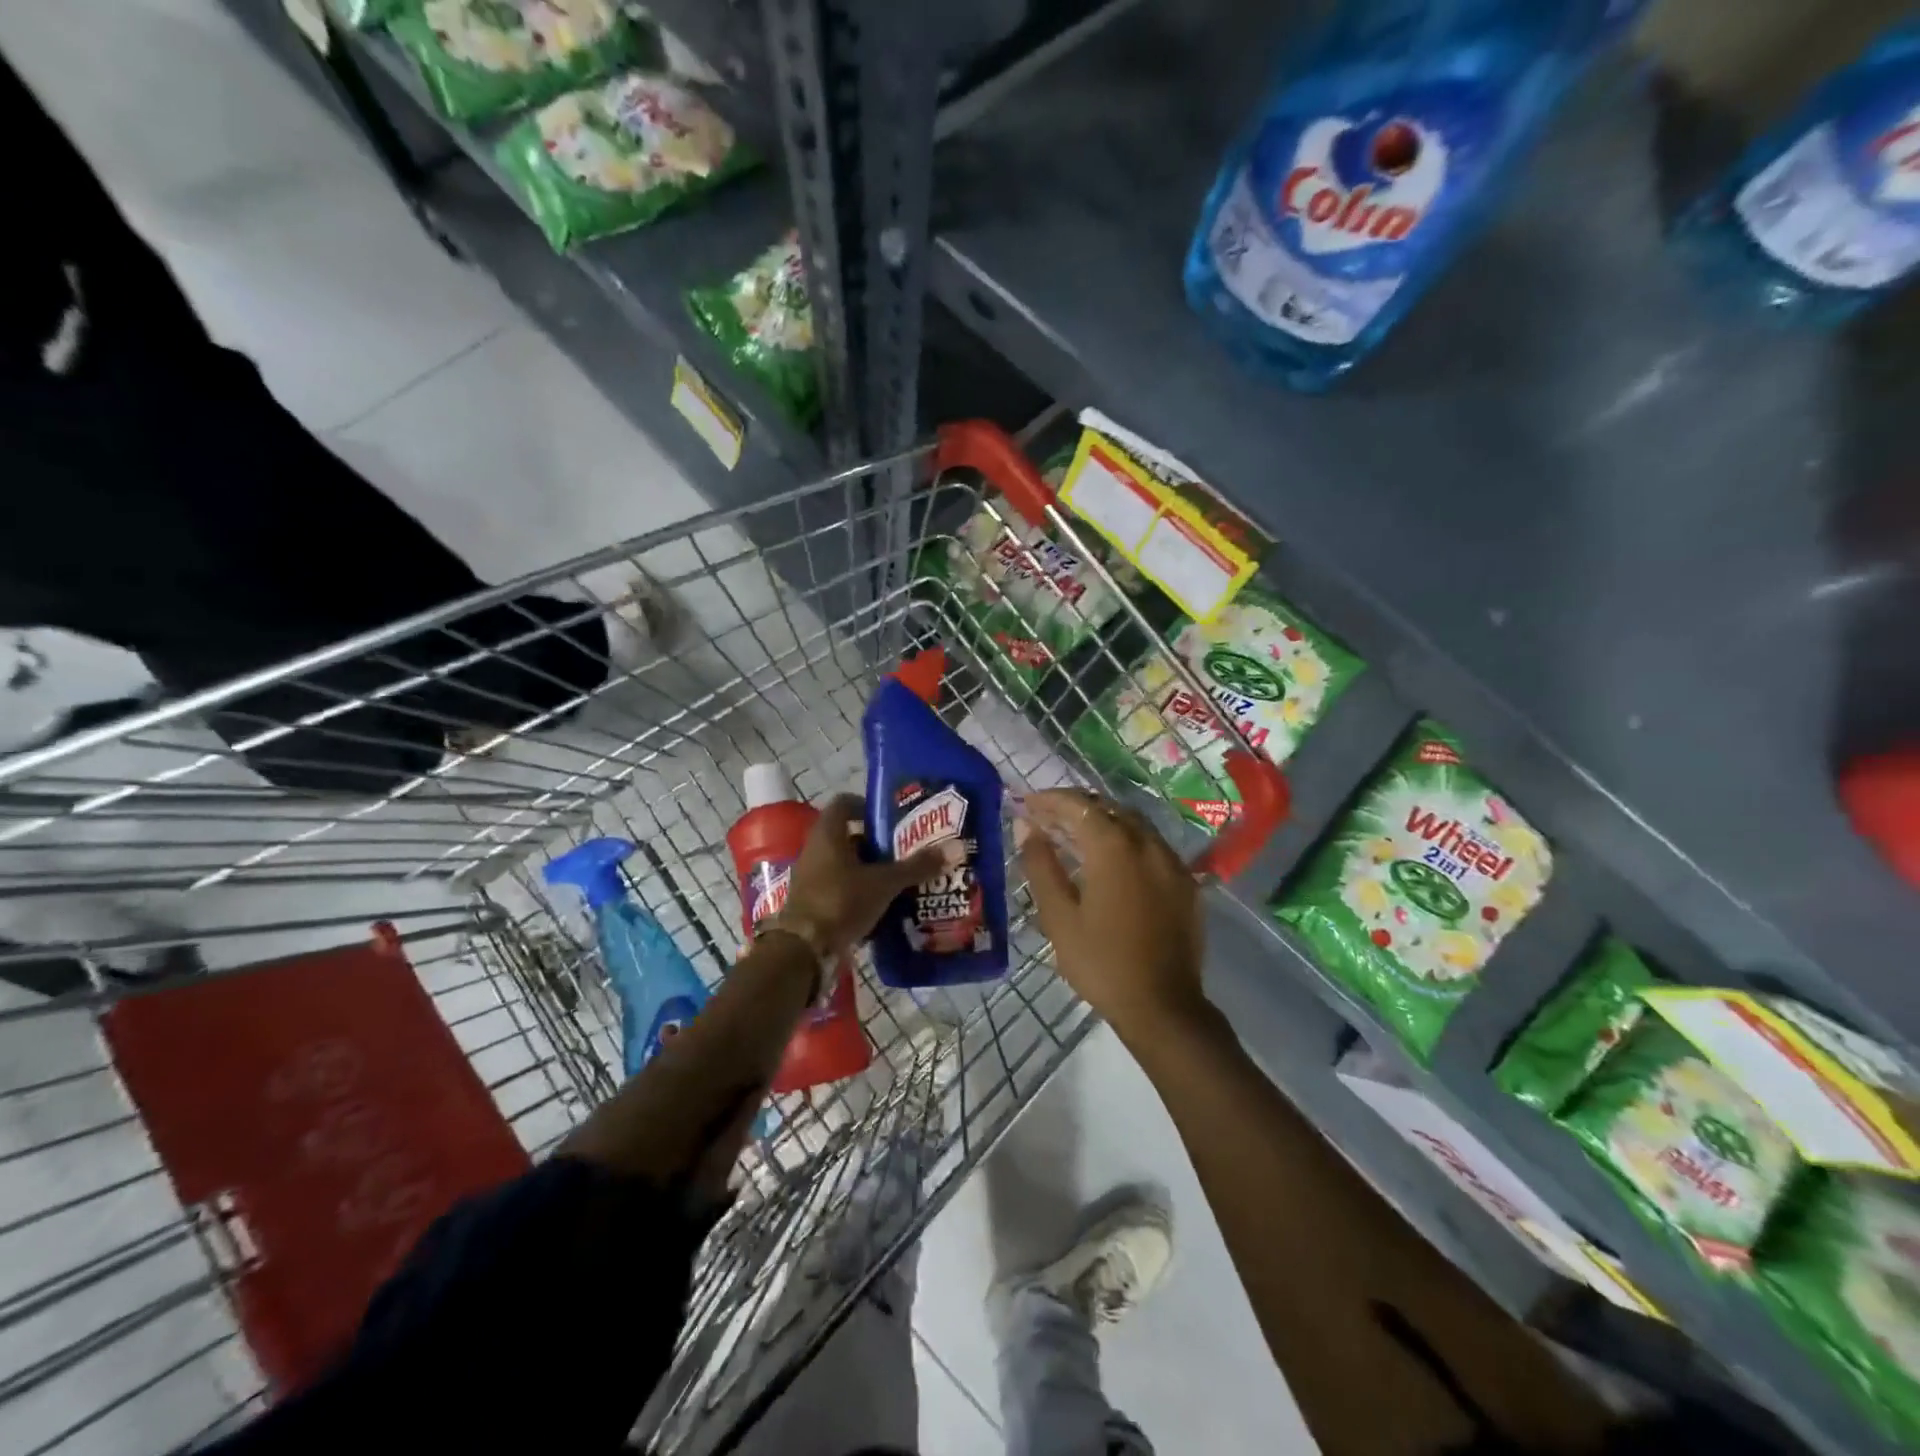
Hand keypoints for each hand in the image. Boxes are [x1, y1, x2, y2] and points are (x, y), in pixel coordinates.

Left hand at [775, 794, 959, 961]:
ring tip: (902, 877)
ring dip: (870, 869)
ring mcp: (812, 877)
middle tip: (907, 849)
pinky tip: (885, 903)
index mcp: (828, 834)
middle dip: (878, 842)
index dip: (868, 806)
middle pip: (849, 836)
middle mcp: (816, 849)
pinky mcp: (814, 902)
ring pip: (846, 864)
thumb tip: (957, 847)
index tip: (894, 819)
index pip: (845, 803)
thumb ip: (918, 866)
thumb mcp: (884, 883)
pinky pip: (842, 888)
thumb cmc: (840, 902)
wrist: (803, 950)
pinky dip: (861, 892)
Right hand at [1018, 789, 1207, 1039]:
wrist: (1163, 1007)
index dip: (1050, 800)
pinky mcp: (1186, 883)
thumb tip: (1026, 828)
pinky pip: (1153, 846)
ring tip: (1076, 834)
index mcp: (1114, 848)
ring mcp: (1172, 862)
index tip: (1026, 802)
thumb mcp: (1059, 916)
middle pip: (1109, 808)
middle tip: (1047, 816)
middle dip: (1076, 806)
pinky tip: (1113, 860)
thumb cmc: (1101, 963)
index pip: (1079, 806)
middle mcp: (1148, 844)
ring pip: (1134, 824)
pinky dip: (1127, 841)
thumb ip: (1041, 866)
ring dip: (1103, 821)